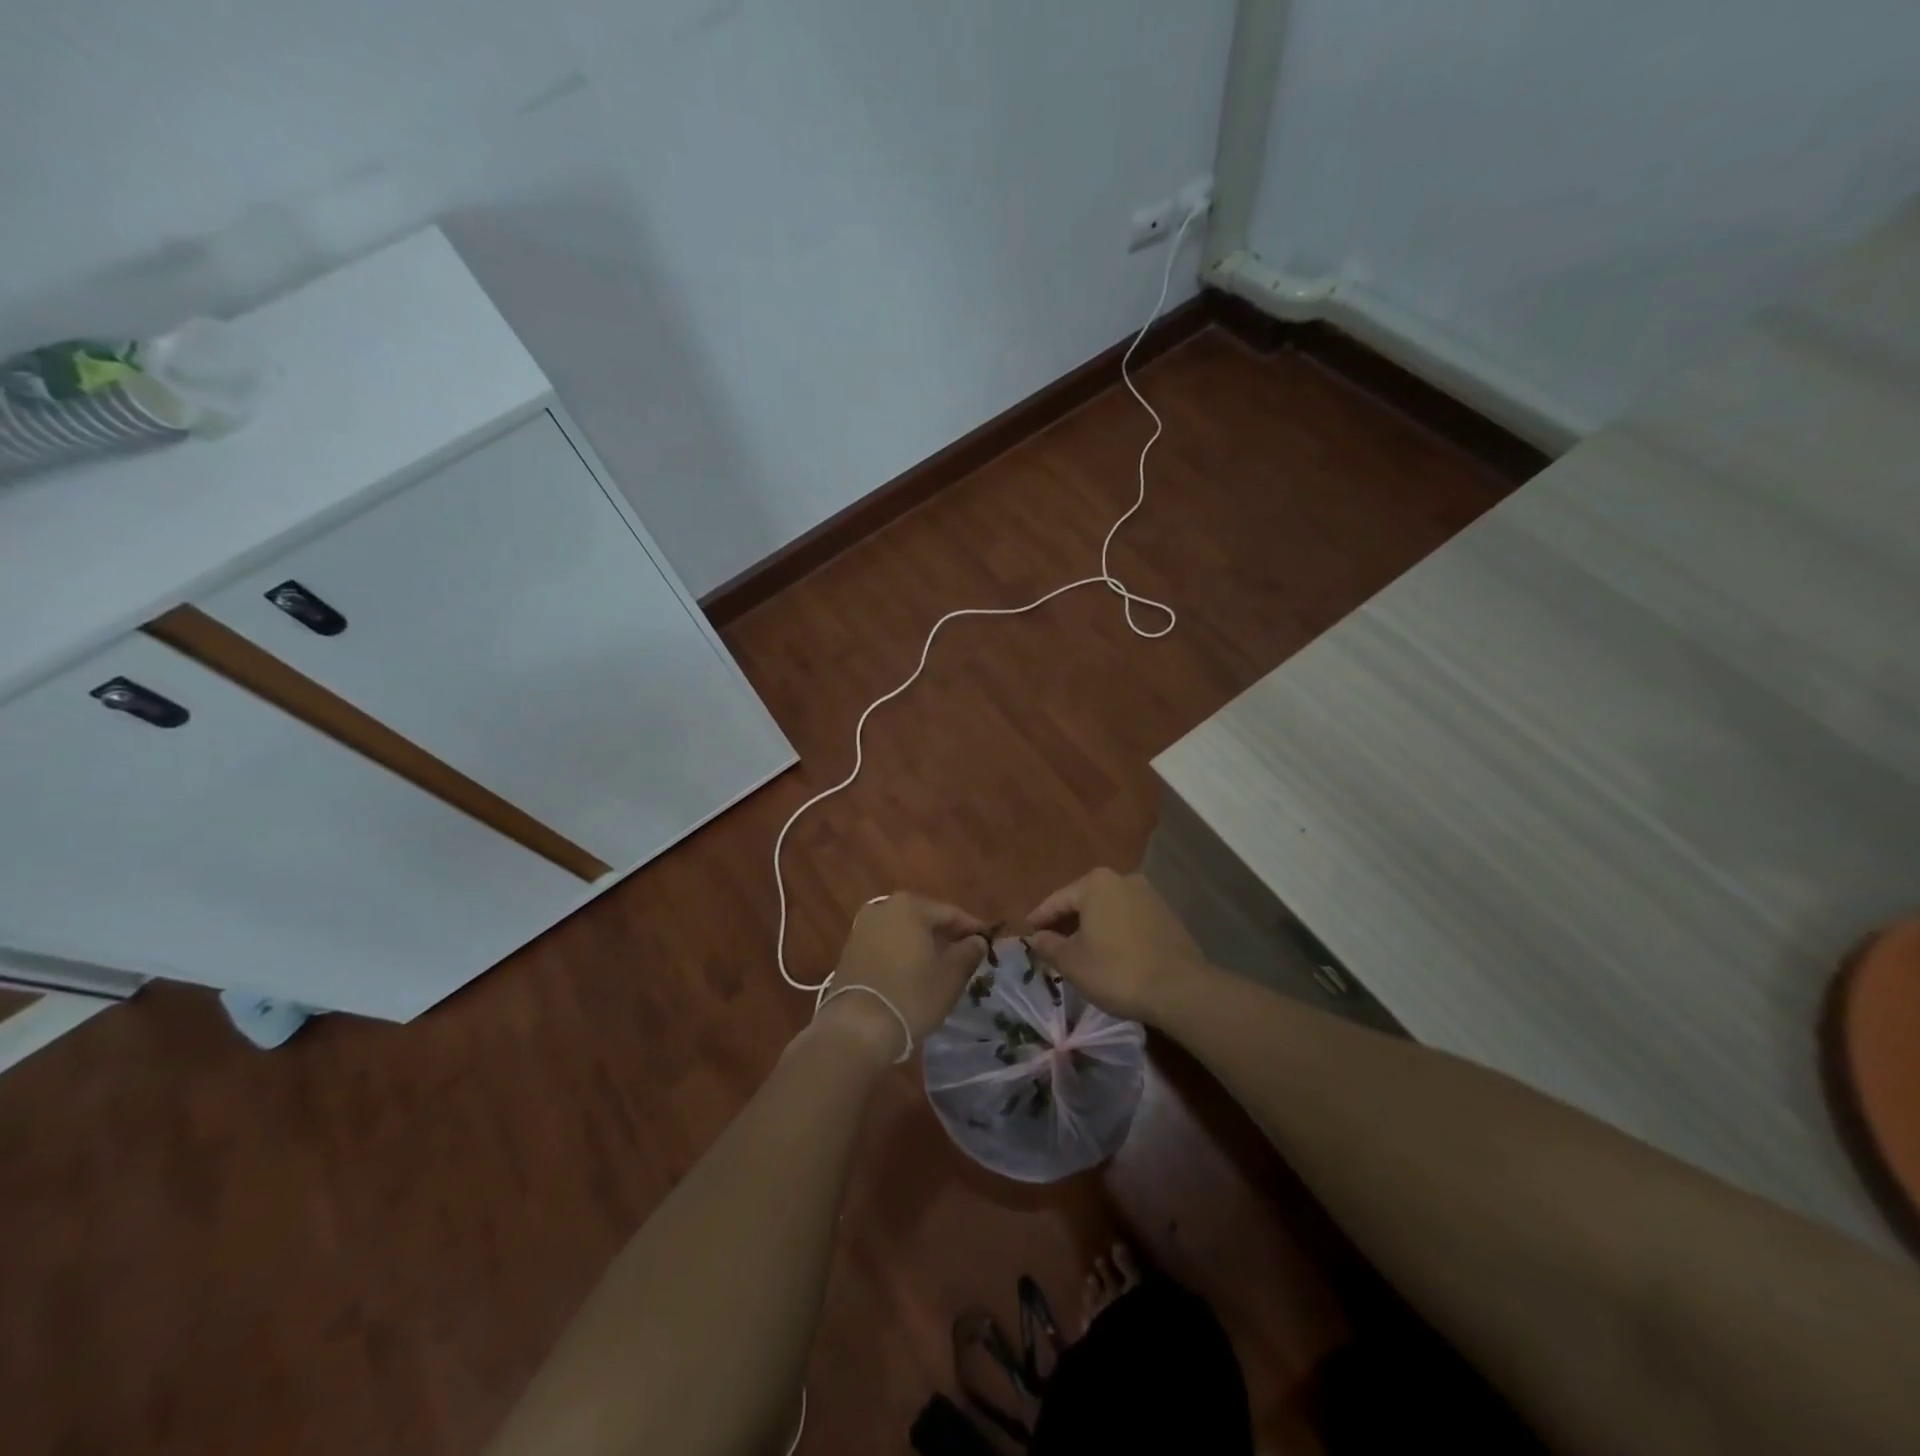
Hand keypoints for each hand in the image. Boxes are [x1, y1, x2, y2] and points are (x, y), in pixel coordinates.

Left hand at [819, 893, 990, 1059]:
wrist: (857, 1027)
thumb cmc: (911, 995)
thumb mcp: (950, 976)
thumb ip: (968, 952)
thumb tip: (977, 941)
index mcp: (909, 906)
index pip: (950, 913)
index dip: (972, 929)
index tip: (989, 943)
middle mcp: (883, 908)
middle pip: (924, 919)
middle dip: (946, 936)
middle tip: (966, 956)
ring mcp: (862, 928)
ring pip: (904, 932)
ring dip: (923, 946)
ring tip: (941, 967)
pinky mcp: (850, 950)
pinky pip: (886, 945)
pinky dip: (902, 955)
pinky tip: (913, 974)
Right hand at [1027, 869, 1206, 1023]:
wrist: (1180, 989)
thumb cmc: (1116, 971)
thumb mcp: (1072, 962)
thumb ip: (1049, 945)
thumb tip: (1037, 937)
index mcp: (1096, 883)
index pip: (1057, 900)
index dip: (1039, 919)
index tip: (1026, 934)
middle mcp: (1123, 879)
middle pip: (1084, 901)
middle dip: (1066, 922)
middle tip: (1050, 944)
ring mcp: (1149, 895)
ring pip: (1107, 910)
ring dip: (1091, 927)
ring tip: (1078, 951)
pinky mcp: (1166, 915)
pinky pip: (1128, 919)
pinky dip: (1113, 932)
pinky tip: (1109, 953)